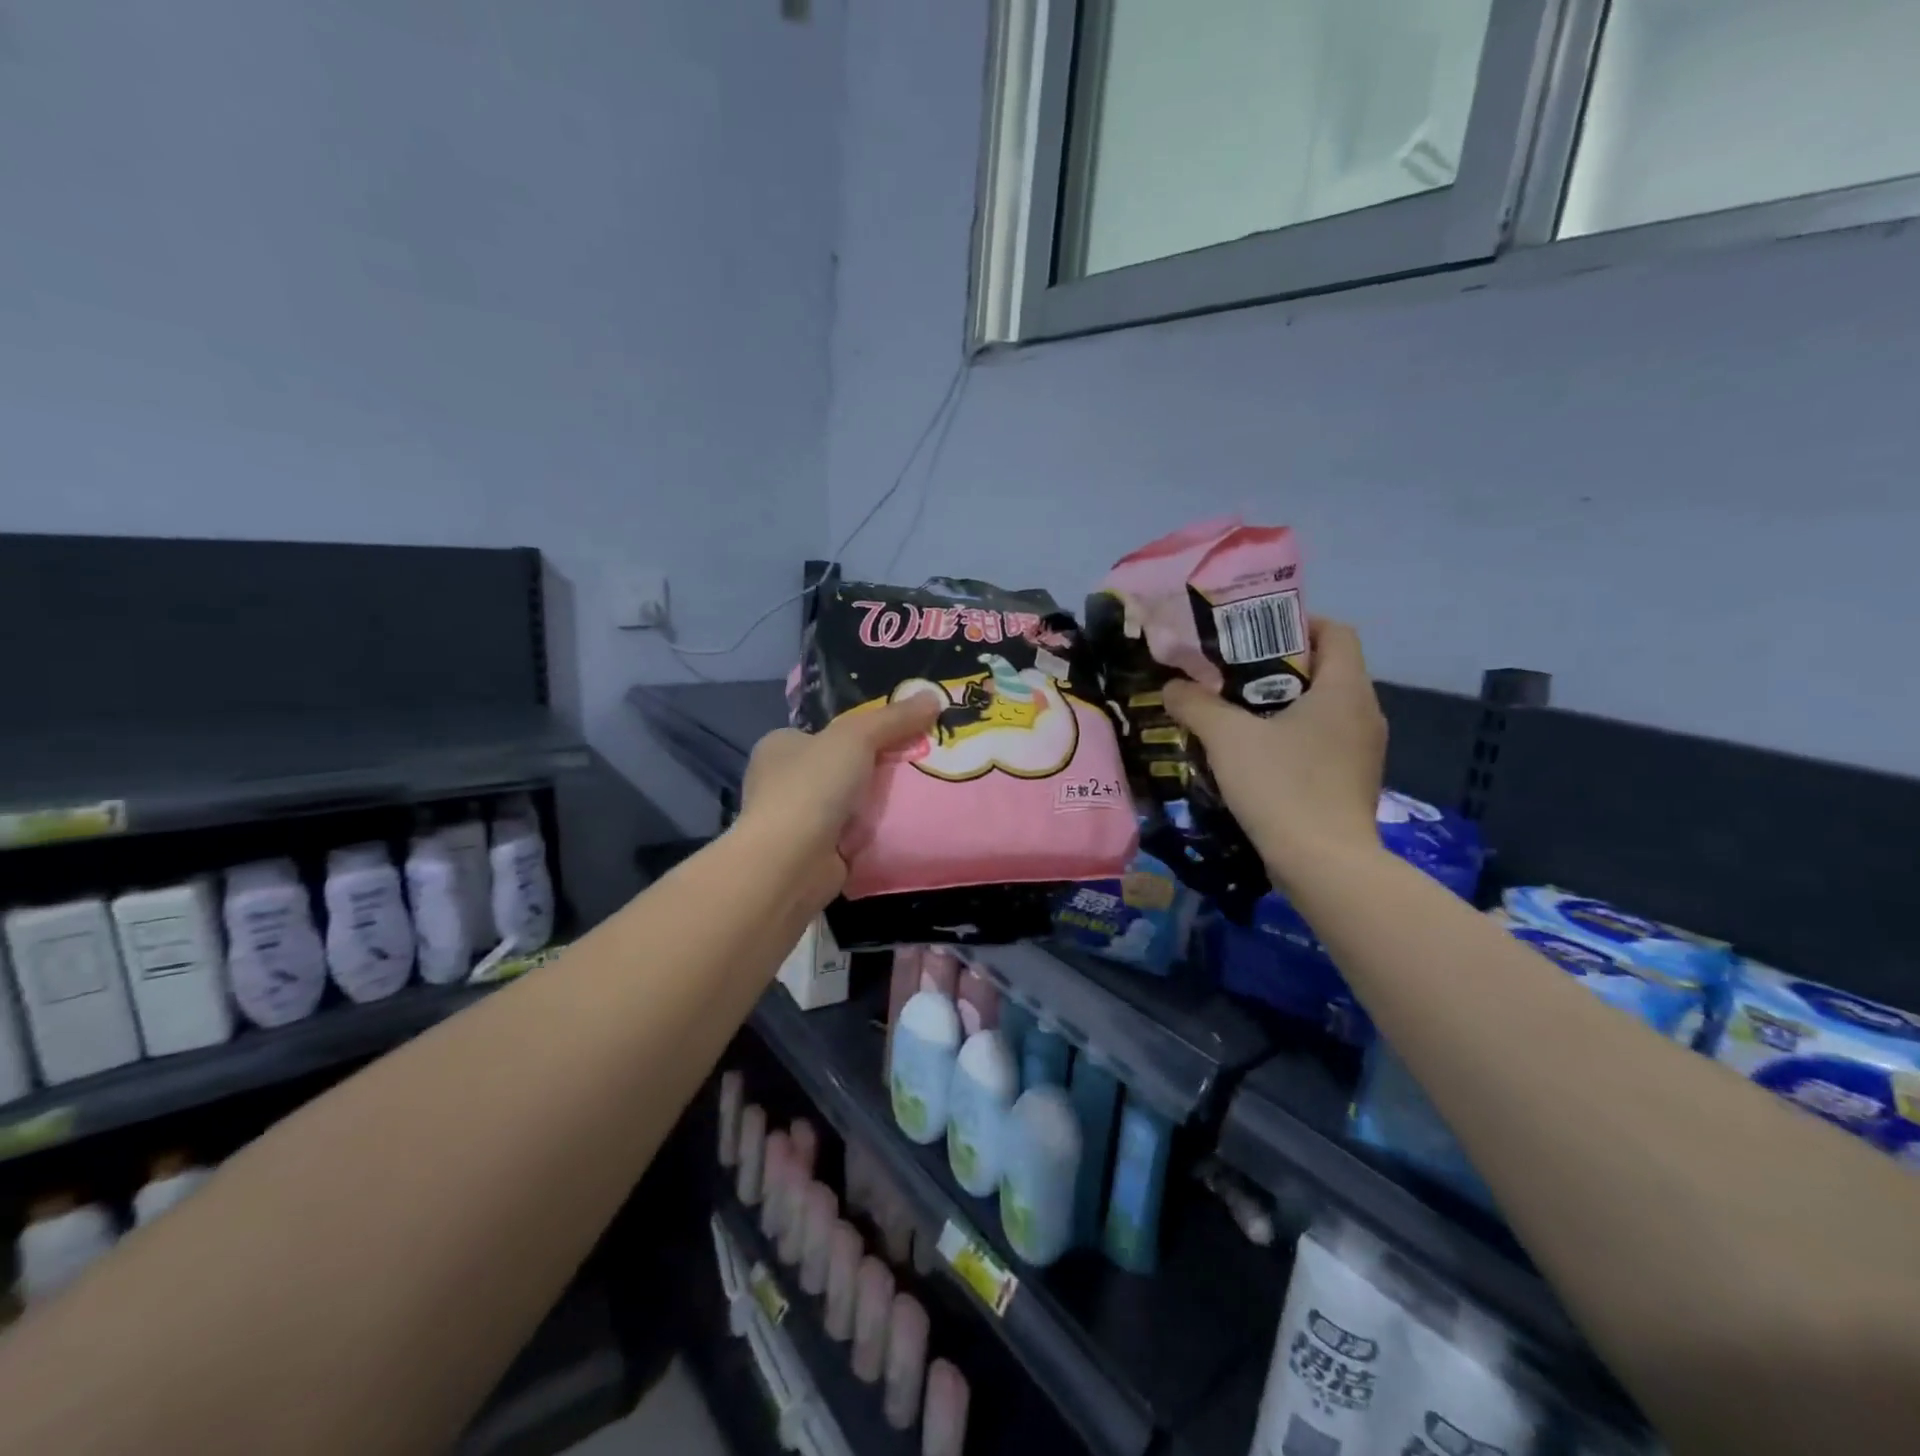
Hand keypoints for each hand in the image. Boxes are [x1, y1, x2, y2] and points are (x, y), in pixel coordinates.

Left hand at [739, 696, 941, 898]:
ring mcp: (796, 821)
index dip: (860, 732)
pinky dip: (874, 833)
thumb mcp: (856, 737)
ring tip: (922, 794)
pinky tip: (904, 828)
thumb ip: (894, 718)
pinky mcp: (813, 854)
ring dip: (876, 804)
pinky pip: (852, 836)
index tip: (900, 735)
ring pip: (848, 803)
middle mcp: (781, 782)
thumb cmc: (812, 787)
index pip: (824, 733)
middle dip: (875, 769)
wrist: (790, 863)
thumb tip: (934, 696)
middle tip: (919, 764)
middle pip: (840, 767)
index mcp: (779, 747)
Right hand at [1163, 617, 1385, 890]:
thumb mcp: (1228, 738)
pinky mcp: (1351, 781)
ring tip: (1234, 712)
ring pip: (1321, 708)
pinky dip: (1290, 737)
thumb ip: (1196, 704)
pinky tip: (1253, 755)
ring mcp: (1362, 751)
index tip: (1252, 634)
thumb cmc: (1282, 787)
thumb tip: (1172, 687)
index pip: (1334, 632)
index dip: (1296, 623)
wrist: (1323, 866)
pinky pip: (1321, 741)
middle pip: (1325, 669)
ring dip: (1280, 704)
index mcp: (1345, 690)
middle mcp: (1364, 713)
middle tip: (1229, 673)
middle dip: (1276, 666)